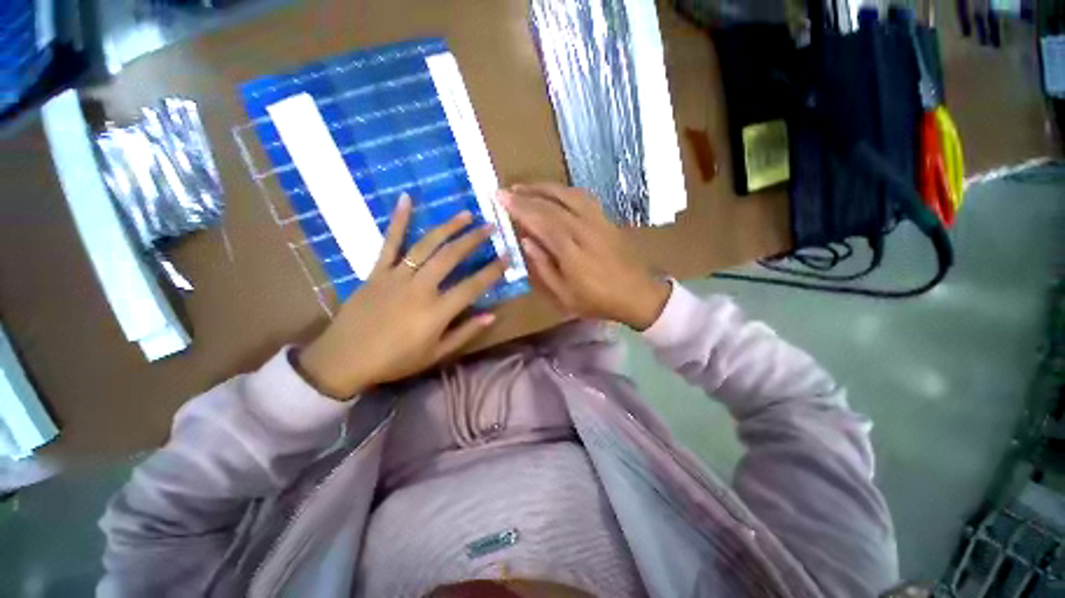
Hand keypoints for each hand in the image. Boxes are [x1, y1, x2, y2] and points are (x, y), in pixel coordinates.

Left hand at [297, 195, 505, 399]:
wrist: (344, 359)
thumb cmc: (395, 361)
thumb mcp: (435, 355)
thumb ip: (465, 333)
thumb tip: (491, 315)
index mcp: (436, 311)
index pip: (472, 286)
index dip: (492, 271)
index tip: (507, 256)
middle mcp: (420, 288)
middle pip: (451, 257)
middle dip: (473, 239)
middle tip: (490, 226)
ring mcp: (397, 276)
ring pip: (427, 245)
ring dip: (448, 227)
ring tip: (466, 214)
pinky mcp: (377, 271)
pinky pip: (390, 242)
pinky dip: (399, 221)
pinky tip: (406, 199)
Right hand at [498, 183, 669, 330]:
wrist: (637, 294)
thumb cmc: (597, 300)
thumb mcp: (564, 295)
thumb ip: (543, 267)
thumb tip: (526, 241)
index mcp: (571, 250)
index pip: (540, 220)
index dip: (519, 207)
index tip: (500, 197)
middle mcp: (584, 229)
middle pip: (551, 204)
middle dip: (526, 194)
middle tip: (506, 190)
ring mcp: (598, 221)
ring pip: (568, 194)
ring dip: (544, 187)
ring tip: (526, 187)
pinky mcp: (606, 219)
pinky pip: (583, 197)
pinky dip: (564, 190)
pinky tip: (555, 193)